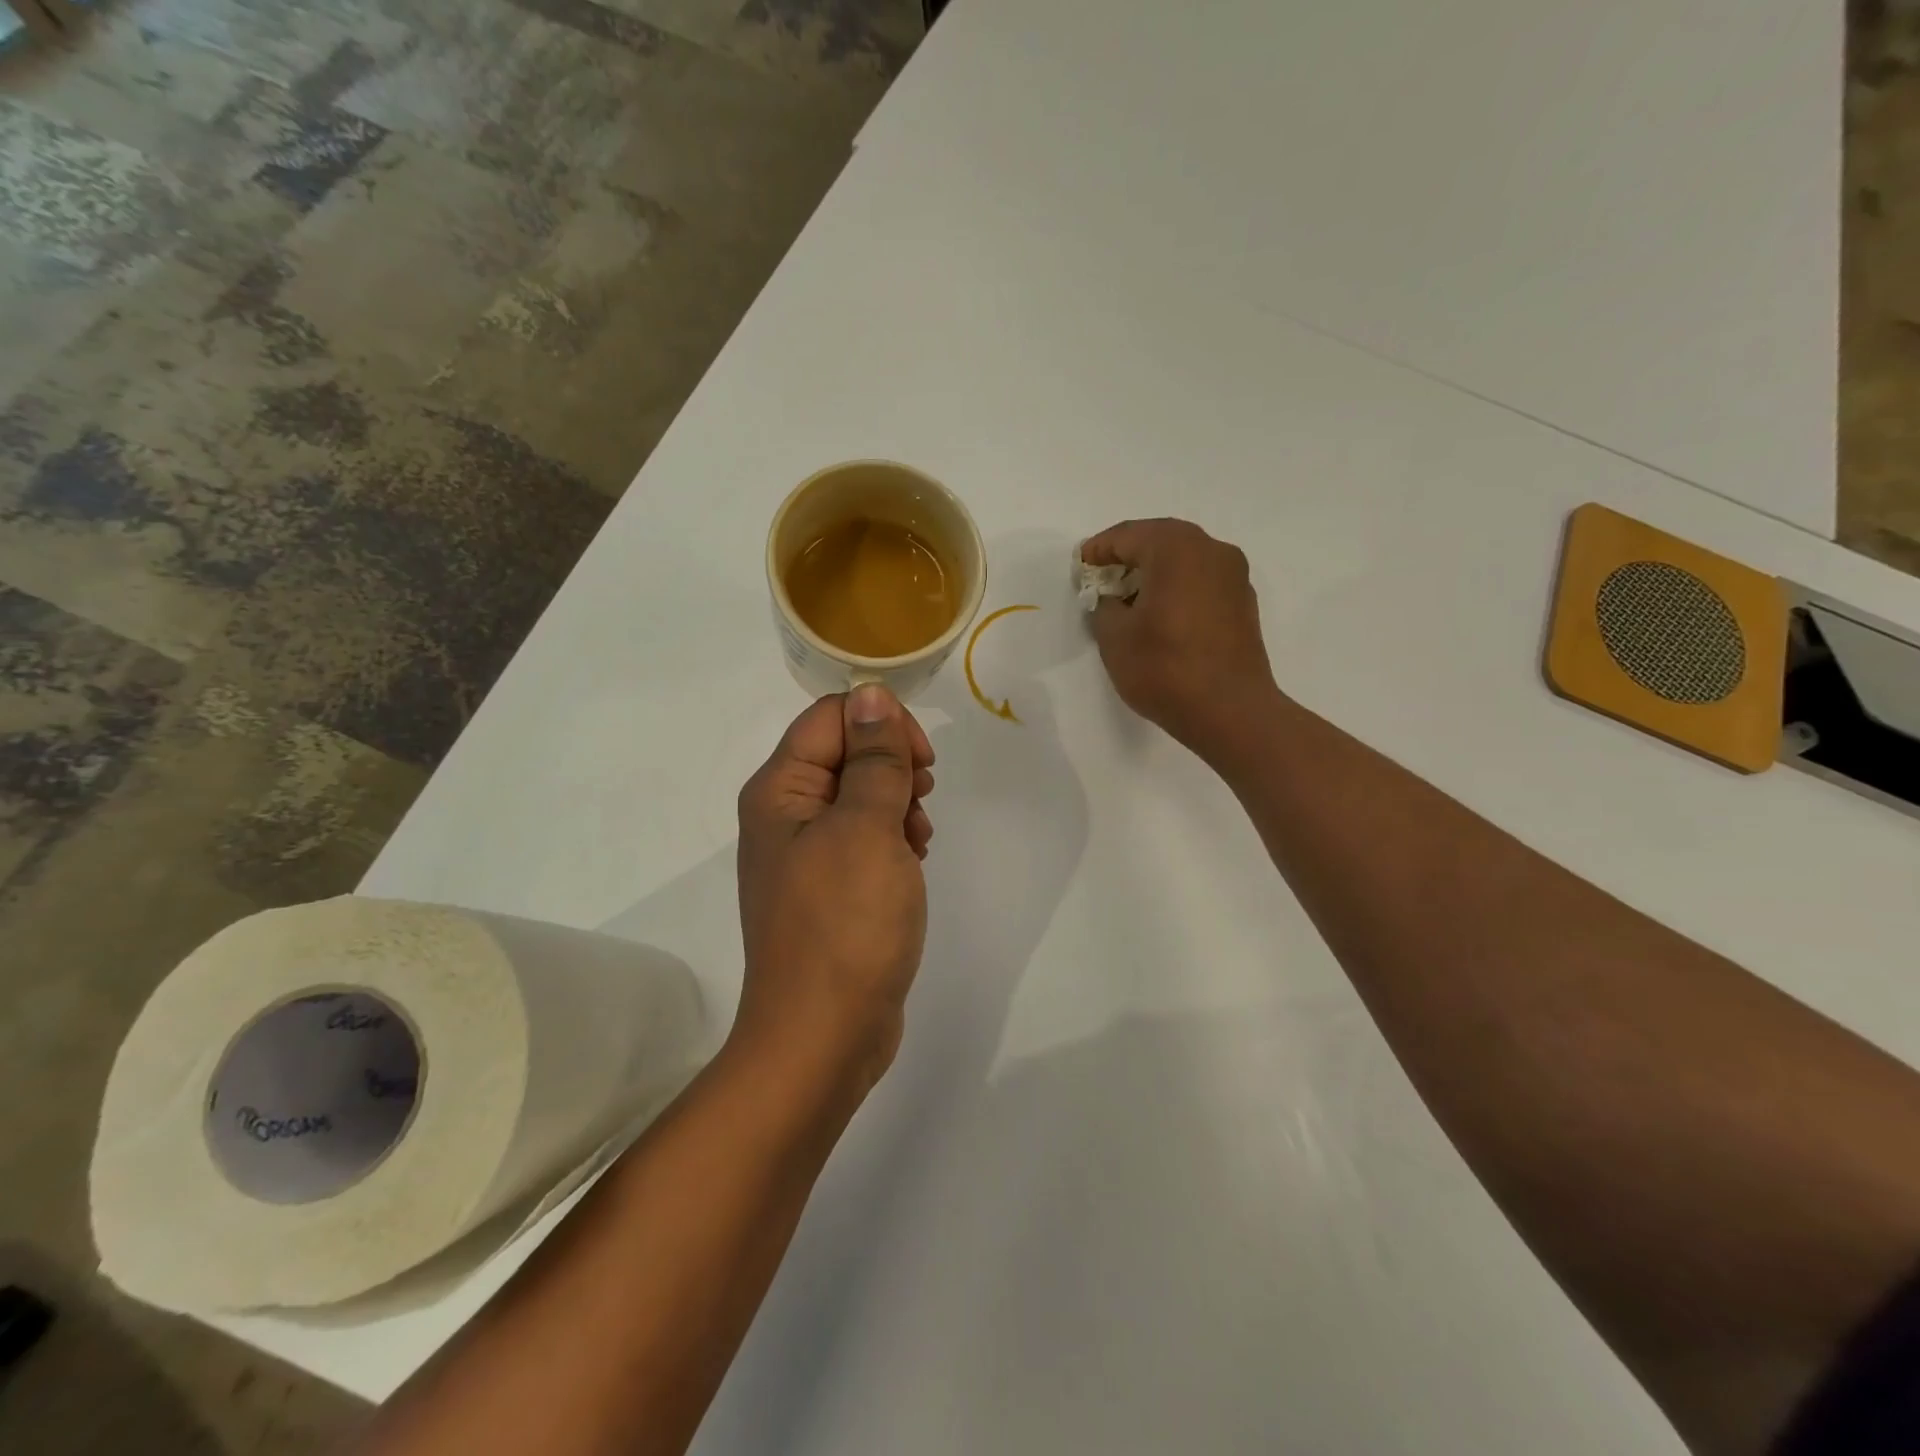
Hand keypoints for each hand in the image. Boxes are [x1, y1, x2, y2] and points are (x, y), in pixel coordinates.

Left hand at [733, 684, 936, 1091]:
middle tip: (921, 799)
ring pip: (861, 796)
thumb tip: (871, 693)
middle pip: (845, 752)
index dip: (881, 725)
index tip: (920, 762)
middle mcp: (785, 814)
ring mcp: (806, 853)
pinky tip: (914, 861)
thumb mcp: (867, 828)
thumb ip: (873, 758)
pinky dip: (894, 839)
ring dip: (899, 804)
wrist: (823, 1035)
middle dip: (893, 767)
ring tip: (919, 839)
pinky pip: (864, 838)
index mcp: (780, 789)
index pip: (831, 717)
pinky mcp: (829, 887)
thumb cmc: (845, 924)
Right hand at [1082, 518, 1280, 760]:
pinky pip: (1202, 582)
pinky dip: (1178, 589)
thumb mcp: (1115, 637)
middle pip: (1160, 541)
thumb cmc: (1164, 668)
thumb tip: (1112, 601)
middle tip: (1102, 577)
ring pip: (1185, 561)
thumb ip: (1104, 607)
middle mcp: (1211, 551)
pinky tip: (1161, 615)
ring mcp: (1234, 577)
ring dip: (1155, 572)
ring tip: (1129, 598)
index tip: (1080, 566)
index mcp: (1176, 549)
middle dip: (1128, 556)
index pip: (1128, 536)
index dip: (1099, 550)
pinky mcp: (1243, 604)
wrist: (1230, 711)